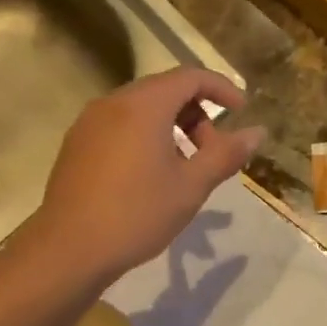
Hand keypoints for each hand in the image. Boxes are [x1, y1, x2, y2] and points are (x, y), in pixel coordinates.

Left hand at [27, 68, 264, 285]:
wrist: (69, 249)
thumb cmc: (137, 214)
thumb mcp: (191, 186)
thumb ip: (225, 154)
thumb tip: (257, 132)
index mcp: (143, 105)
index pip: (190, 76)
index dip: (221, 89)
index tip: (241, 111)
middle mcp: (113, 103)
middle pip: (164, 90)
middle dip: (196, 114)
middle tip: (213, 152)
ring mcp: (89, 122)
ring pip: (140, 109)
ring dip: (171, 127)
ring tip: (184, 168)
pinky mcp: (76, 144)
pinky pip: (119, 126)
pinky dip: (144, 137)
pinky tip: (149, 176)